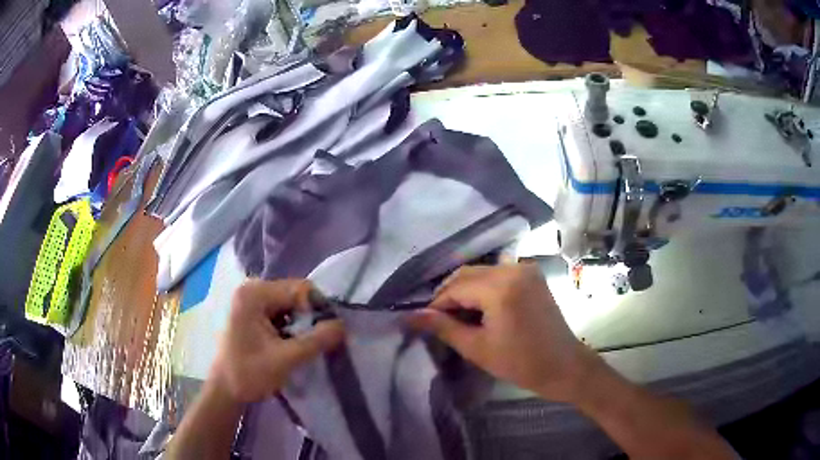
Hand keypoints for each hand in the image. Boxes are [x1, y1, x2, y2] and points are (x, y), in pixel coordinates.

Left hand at [209, 279, 344, 403]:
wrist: (225, 391)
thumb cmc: (249, 374)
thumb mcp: (286, 359)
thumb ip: (316, 341)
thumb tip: (343, 325)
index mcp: (254, 294)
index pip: (300, 289)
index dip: (318, 309)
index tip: (327, 334)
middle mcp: (251, 289)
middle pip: (295, 294)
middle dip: (309, 317)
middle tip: (318, 342)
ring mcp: (250, 300)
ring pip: (290, 304)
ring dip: (301, 323)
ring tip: (304, 345)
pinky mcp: (252, 312)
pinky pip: (281, 311)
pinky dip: (291, 326)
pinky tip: (291, 343)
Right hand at [409, 263, 600, 402]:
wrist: (563, 365)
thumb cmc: (520, 363)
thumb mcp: (477, 348)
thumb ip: (443, 327)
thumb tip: (410, 316)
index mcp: (499, 287)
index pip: (455, 288)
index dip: (436, 305)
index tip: (424, 322)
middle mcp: (512, 269)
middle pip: (467, 274)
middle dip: (449, 295)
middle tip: (439, 320)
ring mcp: (525, 269)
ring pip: (481, 272)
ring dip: (465, 290)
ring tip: (458, 316)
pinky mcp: (532, 275)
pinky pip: (498, 273)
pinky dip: (484, 287)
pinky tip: (480, 308)